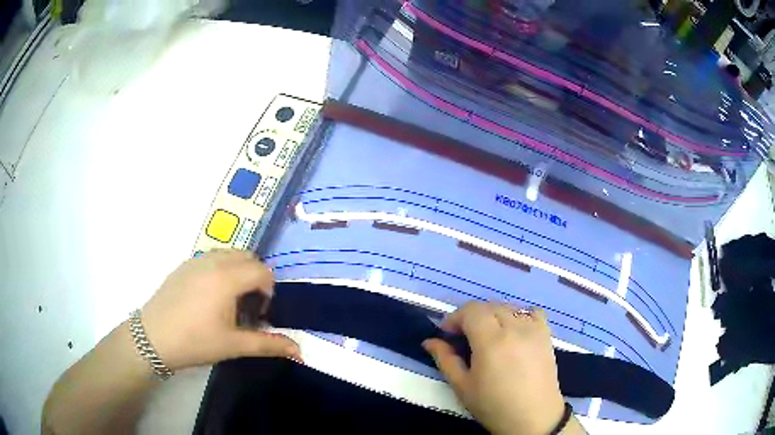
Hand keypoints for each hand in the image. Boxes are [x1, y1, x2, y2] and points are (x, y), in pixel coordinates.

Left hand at [140, 249, 300, 370]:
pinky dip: (221, 269)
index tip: (260, 313)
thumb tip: (300, 351)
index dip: (269, 291)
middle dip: (256, 277)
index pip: (262, 270)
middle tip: (249, 306)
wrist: (153, 338)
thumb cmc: (195, 342)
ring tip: (230, 300)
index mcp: (227, 277)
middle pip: (247, 257)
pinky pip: (211, 258)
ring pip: (228, 254)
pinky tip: (210, 297)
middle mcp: (213, 261)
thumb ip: (269, 344)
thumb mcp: (234, 345)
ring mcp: (195, 260)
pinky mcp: (183, 265)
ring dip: (238, 271)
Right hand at [423, 302, 564, 434]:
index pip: (471, 310)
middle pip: (488, 306)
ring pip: (508, 307)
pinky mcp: (546, 334)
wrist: (533, 418)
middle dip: (471, 317)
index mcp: (491, 341)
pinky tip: (513, 331)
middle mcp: (515, 328)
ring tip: (487, 335)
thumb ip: (445, 359)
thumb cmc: (494, 406)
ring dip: (492, 315)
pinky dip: (518, 315)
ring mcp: (534, 329)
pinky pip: (531, 312)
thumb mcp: (462, 387)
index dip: (455, 317)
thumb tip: (430, 341)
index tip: (447, 333)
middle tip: (463, 337)